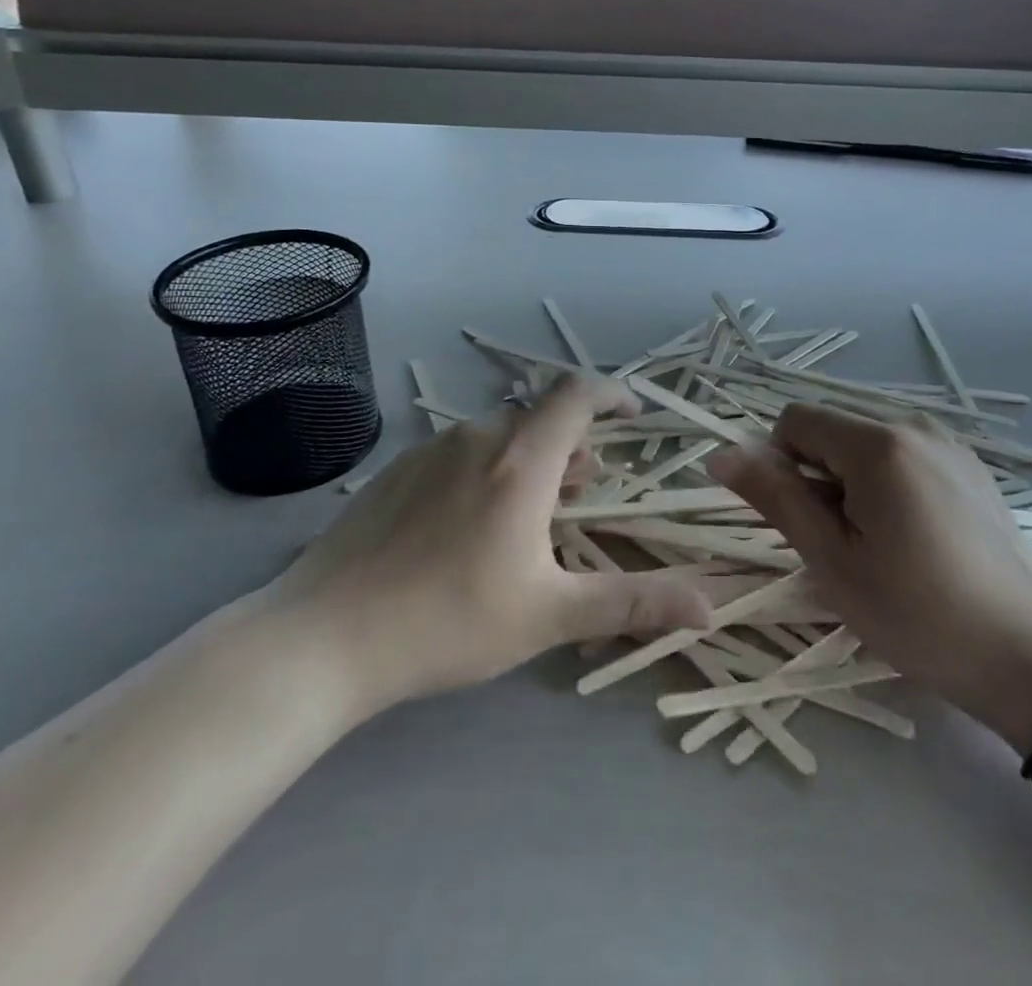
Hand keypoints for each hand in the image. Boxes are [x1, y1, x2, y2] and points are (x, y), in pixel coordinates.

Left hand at [263, 374, 709, 721]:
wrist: (323, 638)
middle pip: (539, 420)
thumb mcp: (549, 615)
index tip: (635, 414)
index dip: (612, 393)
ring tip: (532, 513)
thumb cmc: (448, 621)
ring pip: (497, 437)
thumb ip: (632, 602)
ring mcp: (429, 450)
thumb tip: (708, 607)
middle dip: (572, 446)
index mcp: (521, 460)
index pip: (577, 394)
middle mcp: (477, 437)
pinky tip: (467, 526)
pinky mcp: (395, 471)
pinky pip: (458, 453)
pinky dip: (485, 470)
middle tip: (585, 492)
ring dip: (529, 461)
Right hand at [709, 405, 1031, 751]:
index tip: (804, 521)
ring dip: (851, 483)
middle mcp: (914, 425)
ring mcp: (948, 444)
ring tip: (881, 545)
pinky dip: (887, 485)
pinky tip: (916, 539)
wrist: (1027, 657)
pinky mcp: (970, 466)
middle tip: (843, 543)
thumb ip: (774, 497)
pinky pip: (903, 456)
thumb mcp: (831, 560)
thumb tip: (720, 454)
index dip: (781, 466)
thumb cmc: (916, 613)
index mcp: (878, 443)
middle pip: (832, 430)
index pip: (794, 421)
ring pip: (865, 445)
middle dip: (819, 476)